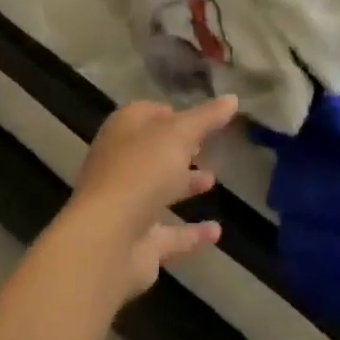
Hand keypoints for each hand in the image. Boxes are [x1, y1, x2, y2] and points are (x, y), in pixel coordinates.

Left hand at [66, 96, 237, 300]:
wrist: (108, 240)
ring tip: (213, 180)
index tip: (200, 117)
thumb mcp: (179, 134)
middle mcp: (121, 163)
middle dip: (179, 149)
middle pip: (153, 151)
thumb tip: (232, 98)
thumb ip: (206, 118)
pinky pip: (169, 234)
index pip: (148, 113)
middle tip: (207, 147)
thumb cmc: (141, 171)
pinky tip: (216, 232)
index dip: (173, 113)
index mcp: (124, 130)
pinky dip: (191, 232)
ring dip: (184, 185)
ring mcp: (127, 204)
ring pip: (159, 189)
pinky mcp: (137, 242)